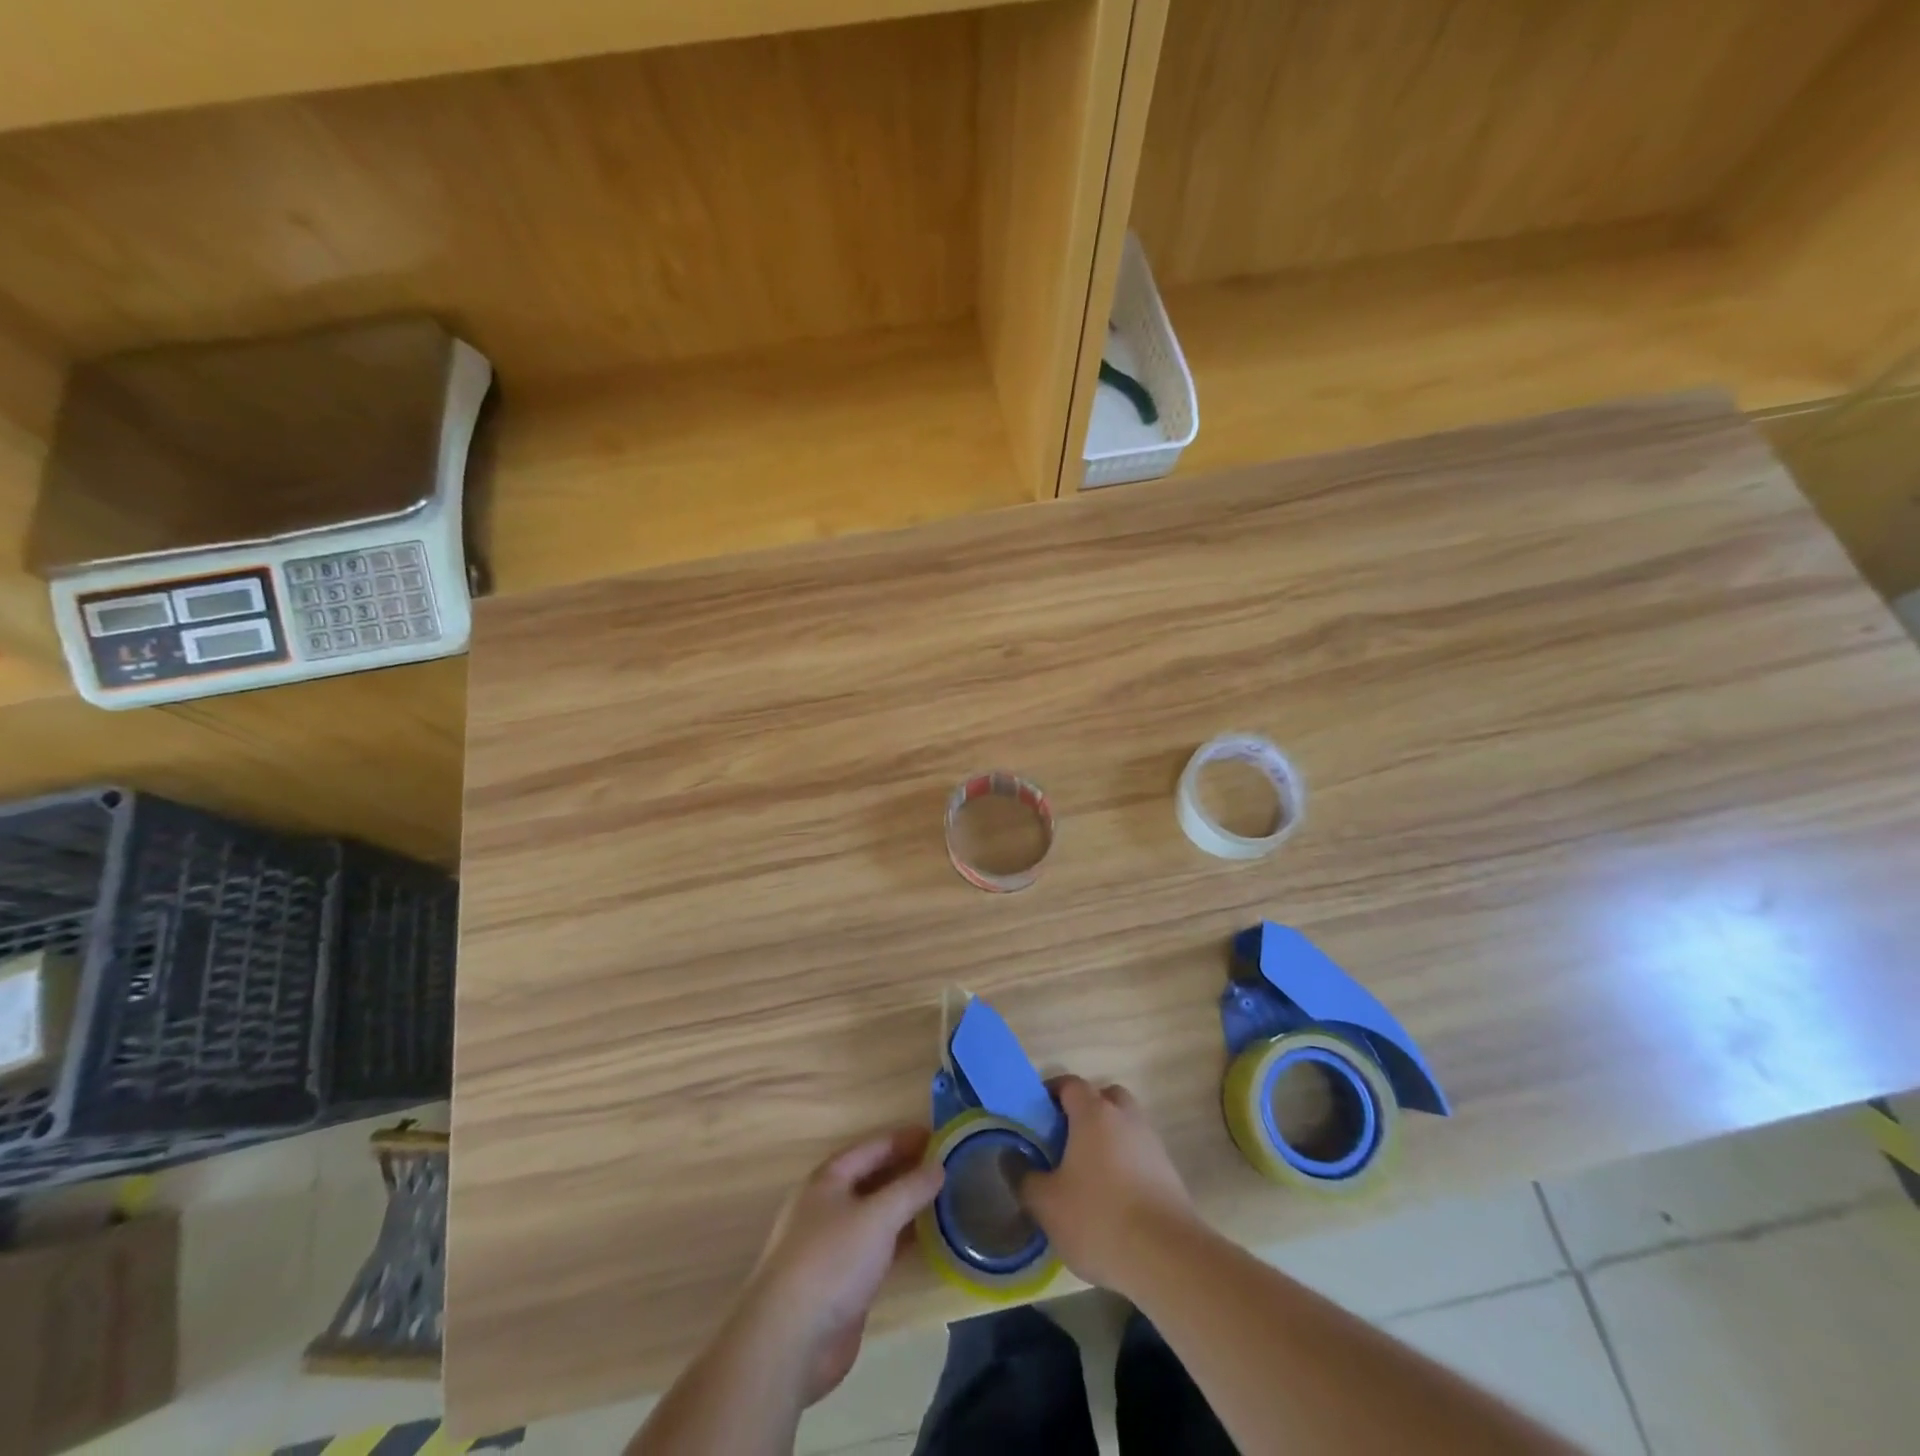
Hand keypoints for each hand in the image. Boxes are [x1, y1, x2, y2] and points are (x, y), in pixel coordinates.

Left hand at [737, 1126, 944, 1405]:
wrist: (790, 1340)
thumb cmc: (831, 1261)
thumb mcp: (877, 1216)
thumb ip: (909, 1189)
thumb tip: (938, 1165)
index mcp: (828, 1179)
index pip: (872, 1147)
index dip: (905, 1139)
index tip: (939, 1136)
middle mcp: (828, 1205)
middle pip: (873, 1178)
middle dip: (907, 1170)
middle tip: (947, 1166)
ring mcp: (834, 1244)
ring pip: (877, 1214)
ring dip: (906, 1205)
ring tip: (944, 1198)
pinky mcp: (843, 1280)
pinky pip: (878, 1247)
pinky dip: (901, 1238)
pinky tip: (927, 1239)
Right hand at [1018, 1076, 1197, 1295]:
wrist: (1167, 1257)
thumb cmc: (1098, 1218)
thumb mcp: (1046, 1203)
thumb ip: (1023, 1177)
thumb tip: (1010, 1157)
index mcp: (1094, 1112)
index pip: (1069, 1083)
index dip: (1050, 1094)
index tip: (1036, 1117)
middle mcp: (1125, 1116)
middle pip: (1103, 1097)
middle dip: (1084, 1111)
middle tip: (1064, 1140)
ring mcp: (1151, 1142)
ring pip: (1124, 1125)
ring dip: (1107, 1138)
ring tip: (1087, 1173)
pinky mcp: (1168, 1171)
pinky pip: (1139, 1152)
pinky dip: (1125, 1162)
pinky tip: (1113, 1197)